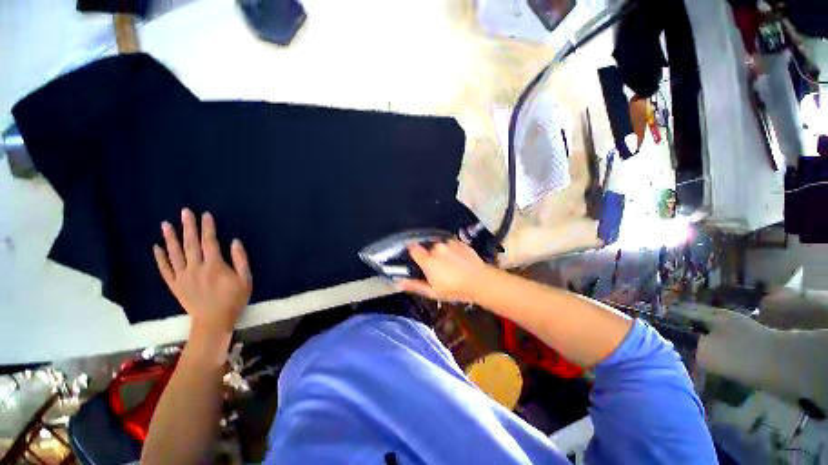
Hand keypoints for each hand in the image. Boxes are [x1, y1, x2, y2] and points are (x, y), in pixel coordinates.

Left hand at [153, 208, 251, 336]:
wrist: (214, 321)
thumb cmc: (234, 299)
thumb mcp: (245, 279)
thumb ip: (240, 260)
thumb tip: (235, 241)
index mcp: (214, 266)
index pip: (210, 242)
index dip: (208, 227)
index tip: (205, 214)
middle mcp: (195, 268)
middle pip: (191, 244)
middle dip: (188, 226)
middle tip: (184, 211)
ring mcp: (182, 276)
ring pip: (174, 254)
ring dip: (170, 238)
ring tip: (165, 224)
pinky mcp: (174, 285)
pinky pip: (164, 269)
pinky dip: (160, 258)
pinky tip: (156, 247)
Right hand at [396, 240, 491, 302]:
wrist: (480, 281)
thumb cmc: (454, 289)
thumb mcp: (432, 292)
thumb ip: (414, 285)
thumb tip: (397, 282)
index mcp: (428, 260)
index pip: (412, 248)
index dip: (413, 253)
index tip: (416, 259)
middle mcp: (436, 248)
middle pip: (427, 248)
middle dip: (429, 256)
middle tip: (437, 268)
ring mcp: (449, 243)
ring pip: (439, 246)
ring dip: (441, 252)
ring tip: (450, 264)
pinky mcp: (460, 242)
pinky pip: (450, 244)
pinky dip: (451, 250)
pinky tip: (458, 260)